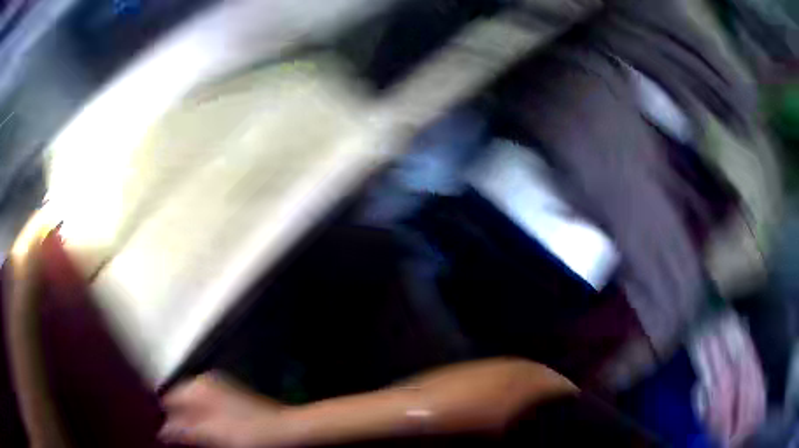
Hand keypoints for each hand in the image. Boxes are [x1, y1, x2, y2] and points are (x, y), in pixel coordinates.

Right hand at [160, 373, 295, 447]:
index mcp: (198, 386)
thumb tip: (160, 431)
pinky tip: (201, 435)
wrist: (285, 429)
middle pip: (179, 401)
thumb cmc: (247, 431)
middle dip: (173, 418)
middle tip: (169, 438)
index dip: (160, 414)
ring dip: (185, 422)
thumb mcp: (211, 433)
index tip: (154, 430)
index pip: (167, 398)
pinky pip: (204, 410)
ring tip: (182, 438)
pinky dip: (199, 421)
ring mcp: (218, 391)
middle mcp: (205, 383)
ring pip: (191, 406)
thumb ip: (183, 430)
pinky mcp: (228, 401)